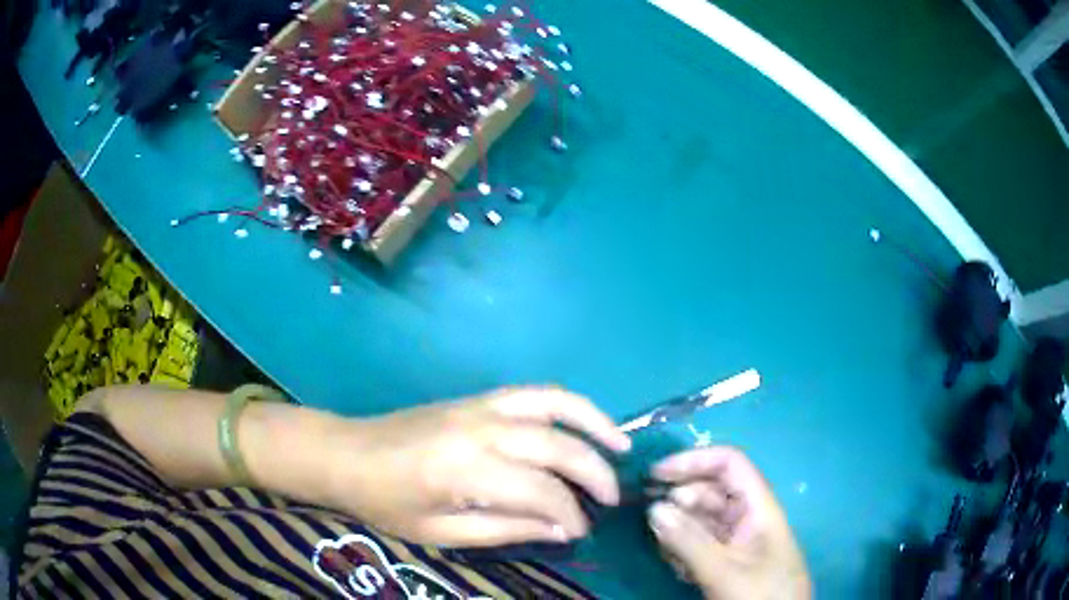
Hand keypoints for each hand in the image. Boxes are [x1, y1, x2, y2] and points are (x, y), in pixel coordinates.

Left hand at [323, 388, 630, 546]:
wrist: (346, 453)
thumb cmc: (385, 502)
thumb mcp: (440, 531)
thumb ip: (504, 529)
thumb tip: (560, 530)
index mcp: (464, 471)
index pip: (540, 493)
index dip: (569, 516)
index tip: (579, 533)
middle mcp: (480, 430)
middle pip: (557, 447)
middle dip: (594, 475)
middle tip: (609, 501)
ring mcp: (479, 406)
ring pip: (554, 405)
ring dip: (595, 423)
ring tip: (622, 446)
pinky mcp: (476, 397)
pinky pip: (533, 393)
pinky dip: (567, 404)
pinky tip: (583, 421)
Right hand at [647, 447, 810, 599]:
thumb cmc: (761, 594)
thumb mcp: (724, 570)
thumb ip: (689, 541)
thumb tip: (653, 509)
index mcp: (758, 507)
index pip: (729, 464)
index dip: (694, 461)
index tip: (656, 474)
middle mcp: (747, 517)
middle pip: (711, 490)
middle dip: (680, 496)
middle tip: (650, 514)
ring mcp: (736, 540)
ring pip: (702, 518)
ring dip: (678, 526)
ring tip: (663, 546)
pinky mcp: (726, 561)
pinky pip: (699, 542)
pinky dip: (682, 547)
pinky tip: (675, 565)